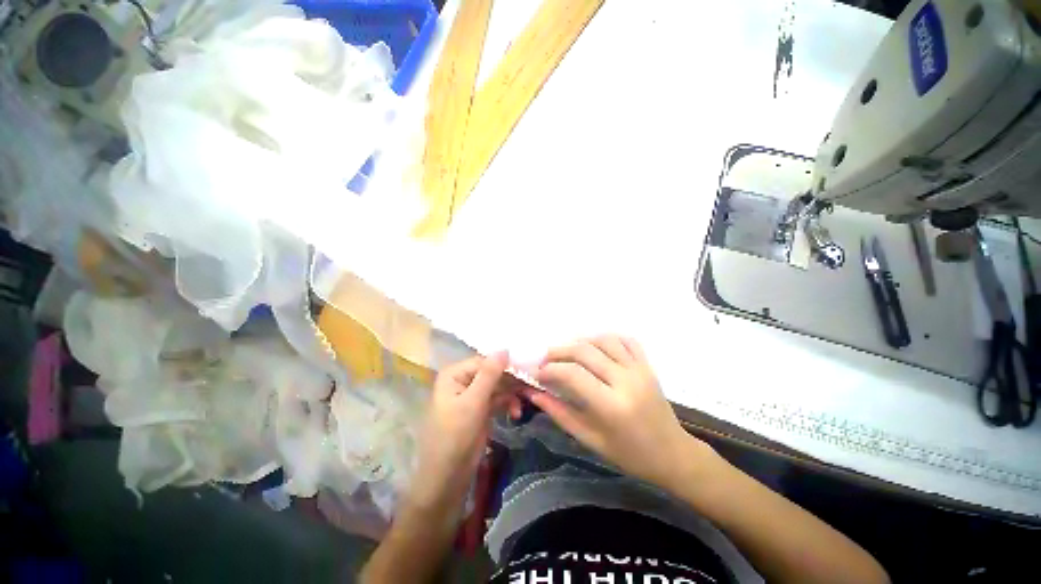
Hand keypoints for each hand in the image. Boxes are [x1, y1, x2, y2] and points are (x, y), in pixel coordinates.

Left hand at [407, 352, 520, 511]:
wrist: (447, 479)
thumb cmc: (455, 436)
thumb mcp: (473, 402)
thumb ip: (490, 374)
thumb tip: (505, 348)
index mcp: (455, 374)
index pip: (485, 361)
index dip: (505, 365)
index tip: (527, 371)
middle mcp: (463, 381)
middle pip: (492, 373)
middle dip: (510, 382)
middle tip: (530, 388)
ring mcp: (472, 396)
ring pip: (497, 387)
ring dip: (511, 394)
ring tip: (523, 405)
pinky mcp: (480, 410)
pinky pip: (497, 400)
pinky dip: (507, 404)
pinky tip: (516, 414)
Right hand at [525, 336, 713, 488]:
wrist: (673, 454)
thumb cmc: (630, 454)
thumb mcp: (591, 440)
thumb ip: (561, 414)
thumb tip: (535, 394)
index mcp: (612, 406)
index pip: (573, 374)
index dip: (550, 369)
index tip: (538, 373)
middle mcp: (626, 381)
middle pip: (585, 351)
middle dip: (560, 351)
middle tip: (546, 358)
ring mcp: (640, 369)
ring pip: (604, 340)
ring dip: (581, 341)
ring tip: (568, 351)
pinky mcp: (648, 365)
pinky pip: (626, 340)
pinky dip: (607, 337)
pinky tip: (595, 346)